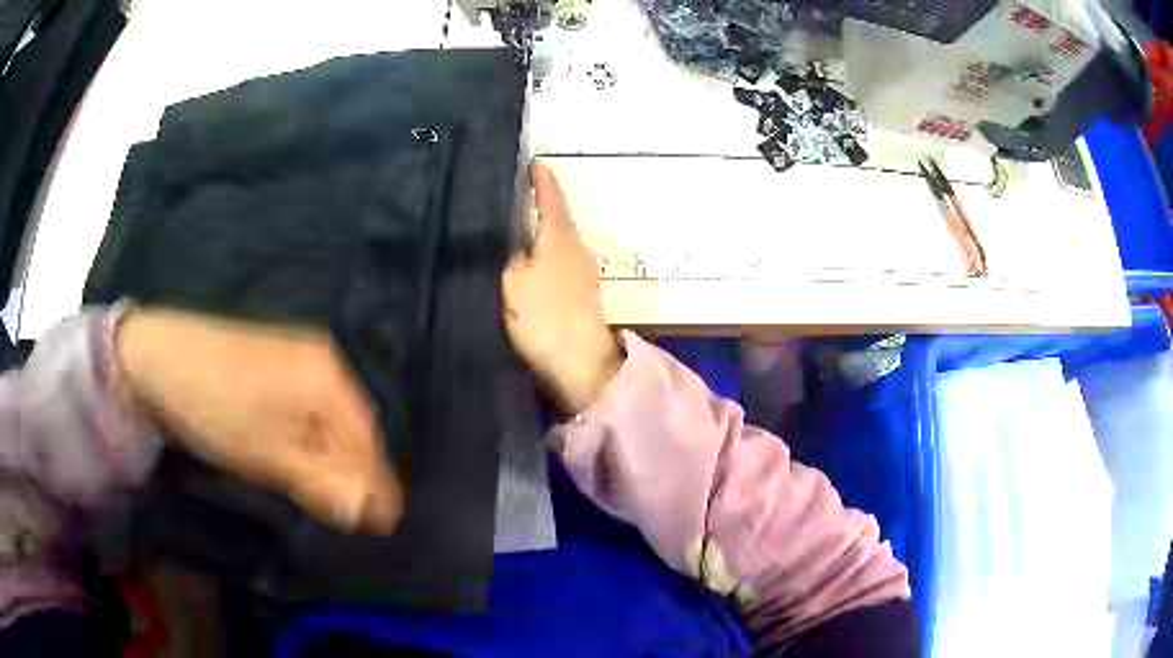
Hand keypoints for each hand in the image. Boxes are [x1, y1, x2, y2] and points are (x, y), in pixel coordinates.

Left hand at [116, 309, 402, 534]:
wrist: (159, 356)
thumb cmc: (215, 408)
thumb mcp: (268, 455)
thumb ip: (322, 483)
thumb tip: (369, 513)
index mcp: (327, 377)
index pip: (369, 441)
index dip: (378, 486)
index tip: (382, 526)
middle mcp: (322, 360)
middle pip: (354, 427)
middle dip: (356, 472)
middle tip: (352, 514)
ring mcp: (299, 355)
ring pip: (331, 418)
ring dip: (334, 458)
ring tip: (327, 492)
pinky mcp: (277, 360)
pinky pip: (310, 406)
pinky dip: (313, 438)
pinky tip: (300, 455)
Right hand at [502, 159, 621, 414]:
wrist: (579, 362)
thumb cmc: (543, 316)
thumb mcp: (513, 279)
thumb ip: (511, 253)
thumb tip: (513, 238)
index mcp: (559, 235)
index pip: (551, 196)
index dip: (541, 177)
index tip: (533, 161)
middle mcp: (576, 246)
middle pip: (557, 216)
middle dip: (539, 203)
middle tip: (515, 193)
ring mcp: (583, 269)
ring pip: (559, 238)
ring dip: (542, 229)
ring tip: (517, 225)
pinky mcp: (582, 291)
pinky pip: (560, 258)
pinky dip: (545, 251)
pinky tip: (530, 259)